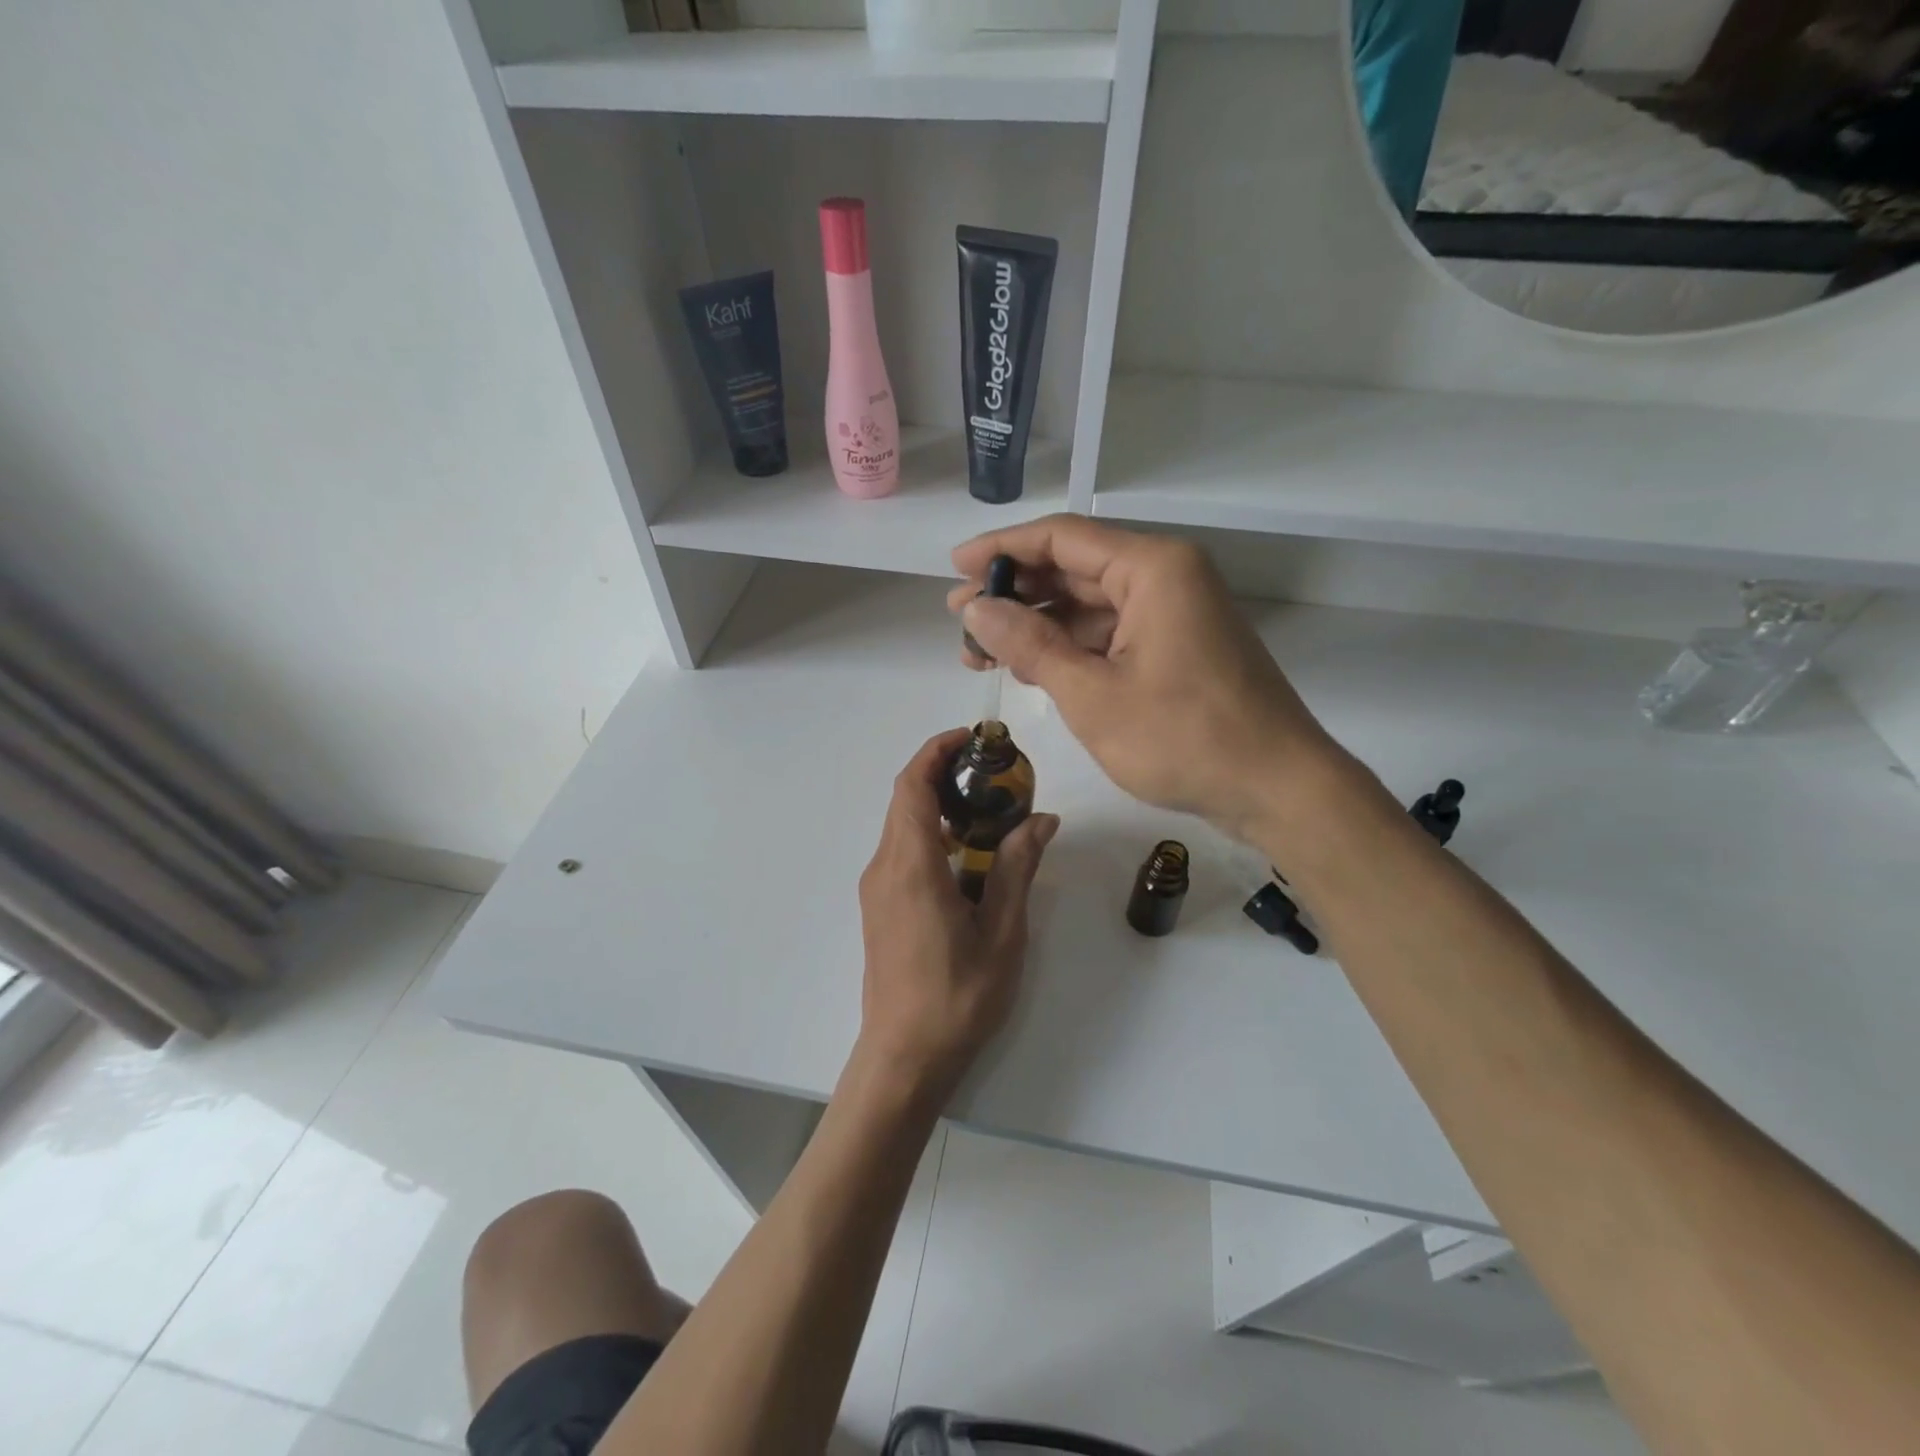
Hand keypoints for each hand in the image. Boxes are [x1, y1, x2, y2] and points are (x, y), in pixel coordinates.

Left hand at [857, 729, 1060, 1099]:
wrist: (904, 1058)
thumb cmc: (957, 998)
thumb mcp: (1001, 933)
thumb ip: (1017, 868)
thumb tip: (1041, 819)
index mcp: (911, 866)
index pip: (912, 785)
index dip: (936, 751)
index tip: (972, 738)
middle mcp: (884, 867)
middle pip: (905, 799)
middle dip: (943, 773)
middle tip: (994, 773)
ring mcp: (877, 889)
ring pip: (903, 825)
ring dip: (938, 805)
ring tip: (988, 811)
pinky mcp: (879, 907)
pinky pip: (902, 851)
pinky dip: (931, 834)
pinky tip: (967, 856)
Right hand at [950, 516, 1338, 839]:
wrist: (1277, 789)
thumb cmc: (1184, 739)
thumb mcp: (1092, 694)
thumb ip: (1030, 645)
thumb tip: (976, 609)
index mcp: (1152, 569)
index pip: (1061, 538)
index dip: (1002, 550)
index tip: (955, 568)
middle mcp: (1166, 578)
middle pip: (1074, 570)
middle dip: (1014, 595)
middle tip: (960, 621)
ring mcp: (1175, 614)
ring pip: (1090, 606)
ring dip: (1037, 627)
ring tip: (982, 654)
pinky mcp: (1178, 648)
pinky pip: (1112, 634)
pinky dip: (1070, 649)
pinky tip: (1031, 669)